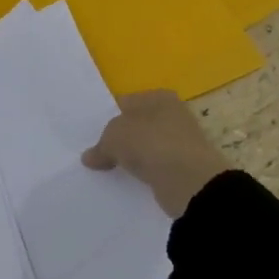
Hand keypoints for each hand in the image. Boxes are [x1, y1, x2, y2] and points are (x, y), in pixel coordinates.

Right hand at [81, 90, 229, 217]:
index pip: (126, 102)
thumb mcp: (114, 137)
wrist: (189, 181)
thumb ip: (100, 145)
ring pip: (147, 146)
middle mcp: (174, 114)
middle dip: (121, 137)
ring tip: (112, 169)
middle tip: (99, 152)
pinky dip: (147, 172)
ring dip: (134, 157)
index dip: (108, 117)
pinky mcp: (185, 166)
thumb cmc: (150, 143)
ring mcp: (181, 141)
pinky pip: (157, 166)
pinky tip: (133, 180)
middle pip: (138, 124)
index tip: (93, 134)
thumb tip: (89, 157)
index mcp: (159, 97)